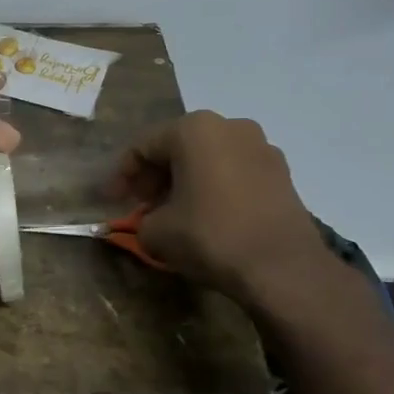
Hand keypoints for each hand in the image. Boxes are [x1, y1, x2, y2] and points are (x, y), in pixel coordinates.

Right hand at [114, 111, 327, 302]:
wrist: (282, 267)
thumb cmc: (210, 236)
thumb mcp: (156, 232)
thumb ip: (142, 219)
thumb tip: (149, 221)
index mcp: (194, 129)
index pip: (143, 146)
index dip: (122, 175)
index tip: (112, 200)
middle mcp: (230, 126)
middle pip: (178, 146)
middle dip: (155, 175)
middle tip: (142, 204)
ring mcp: (262, 147)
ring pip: (209, 158)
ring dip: (186, 180)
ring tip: (173, 211)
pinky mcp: (282, 173)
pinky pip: (234, 171)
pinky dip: (214, 187)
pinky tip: (207, 215)